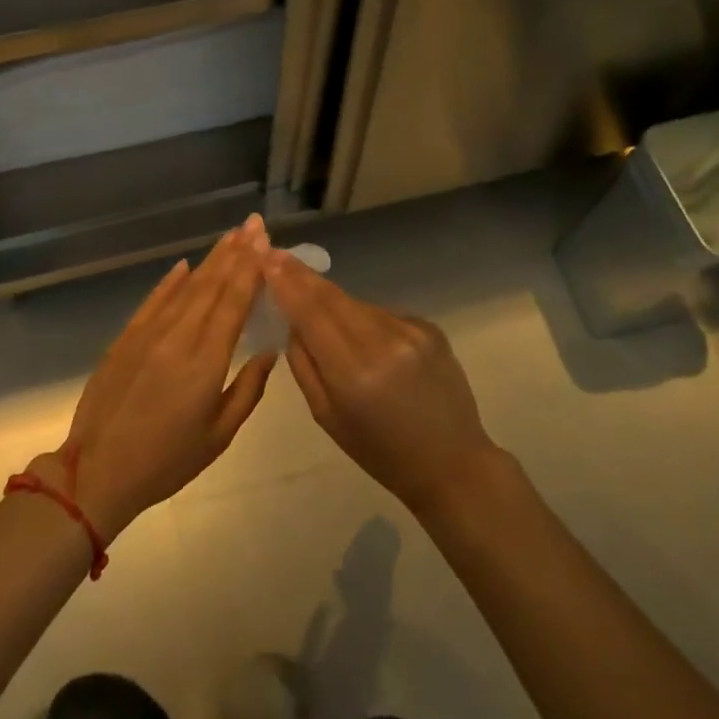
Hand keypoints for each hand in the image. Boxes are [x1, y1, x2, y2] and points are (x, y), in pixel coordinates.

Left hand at [41, 217, 276, 538]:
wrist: (97, 471)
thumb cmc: (166, 461)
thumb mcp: (218, 436)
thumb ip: (248, 390)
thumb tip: (269, 351)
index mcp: (206, 361)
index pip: (234, 302)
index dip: (251, 268)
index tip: (264, 240)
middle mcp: (179, 336)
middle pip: (212, 285)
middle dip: (236, 252)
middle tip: (253, 223)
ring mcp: (148, 333)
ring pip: (185, 287)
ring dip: (209, 260)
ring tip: (230, 236)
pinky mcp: (125, 338)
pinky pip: (153, 300)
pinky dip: (170, 280)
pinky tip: (184, 264)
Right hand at [262, 251, 499, 516]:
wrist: (451, 461)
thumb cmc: (379, 451)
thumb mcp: (326, 416)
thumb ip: (304, 364)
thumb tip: (292, 321)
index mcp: (353, 373)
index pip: (311, 313)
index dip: (288, 283)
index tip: (268, 258)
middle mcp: (383, 343)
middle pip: (333, 297)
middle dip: (303, 277)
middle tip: (279, 257)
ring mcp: (412, 331)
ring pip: (357, 303)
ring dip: (334, 302)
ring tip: (321, 312)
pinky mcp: (430, 327)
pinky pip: (382, 314)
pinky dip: (366, 320)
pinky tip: (369, 342)